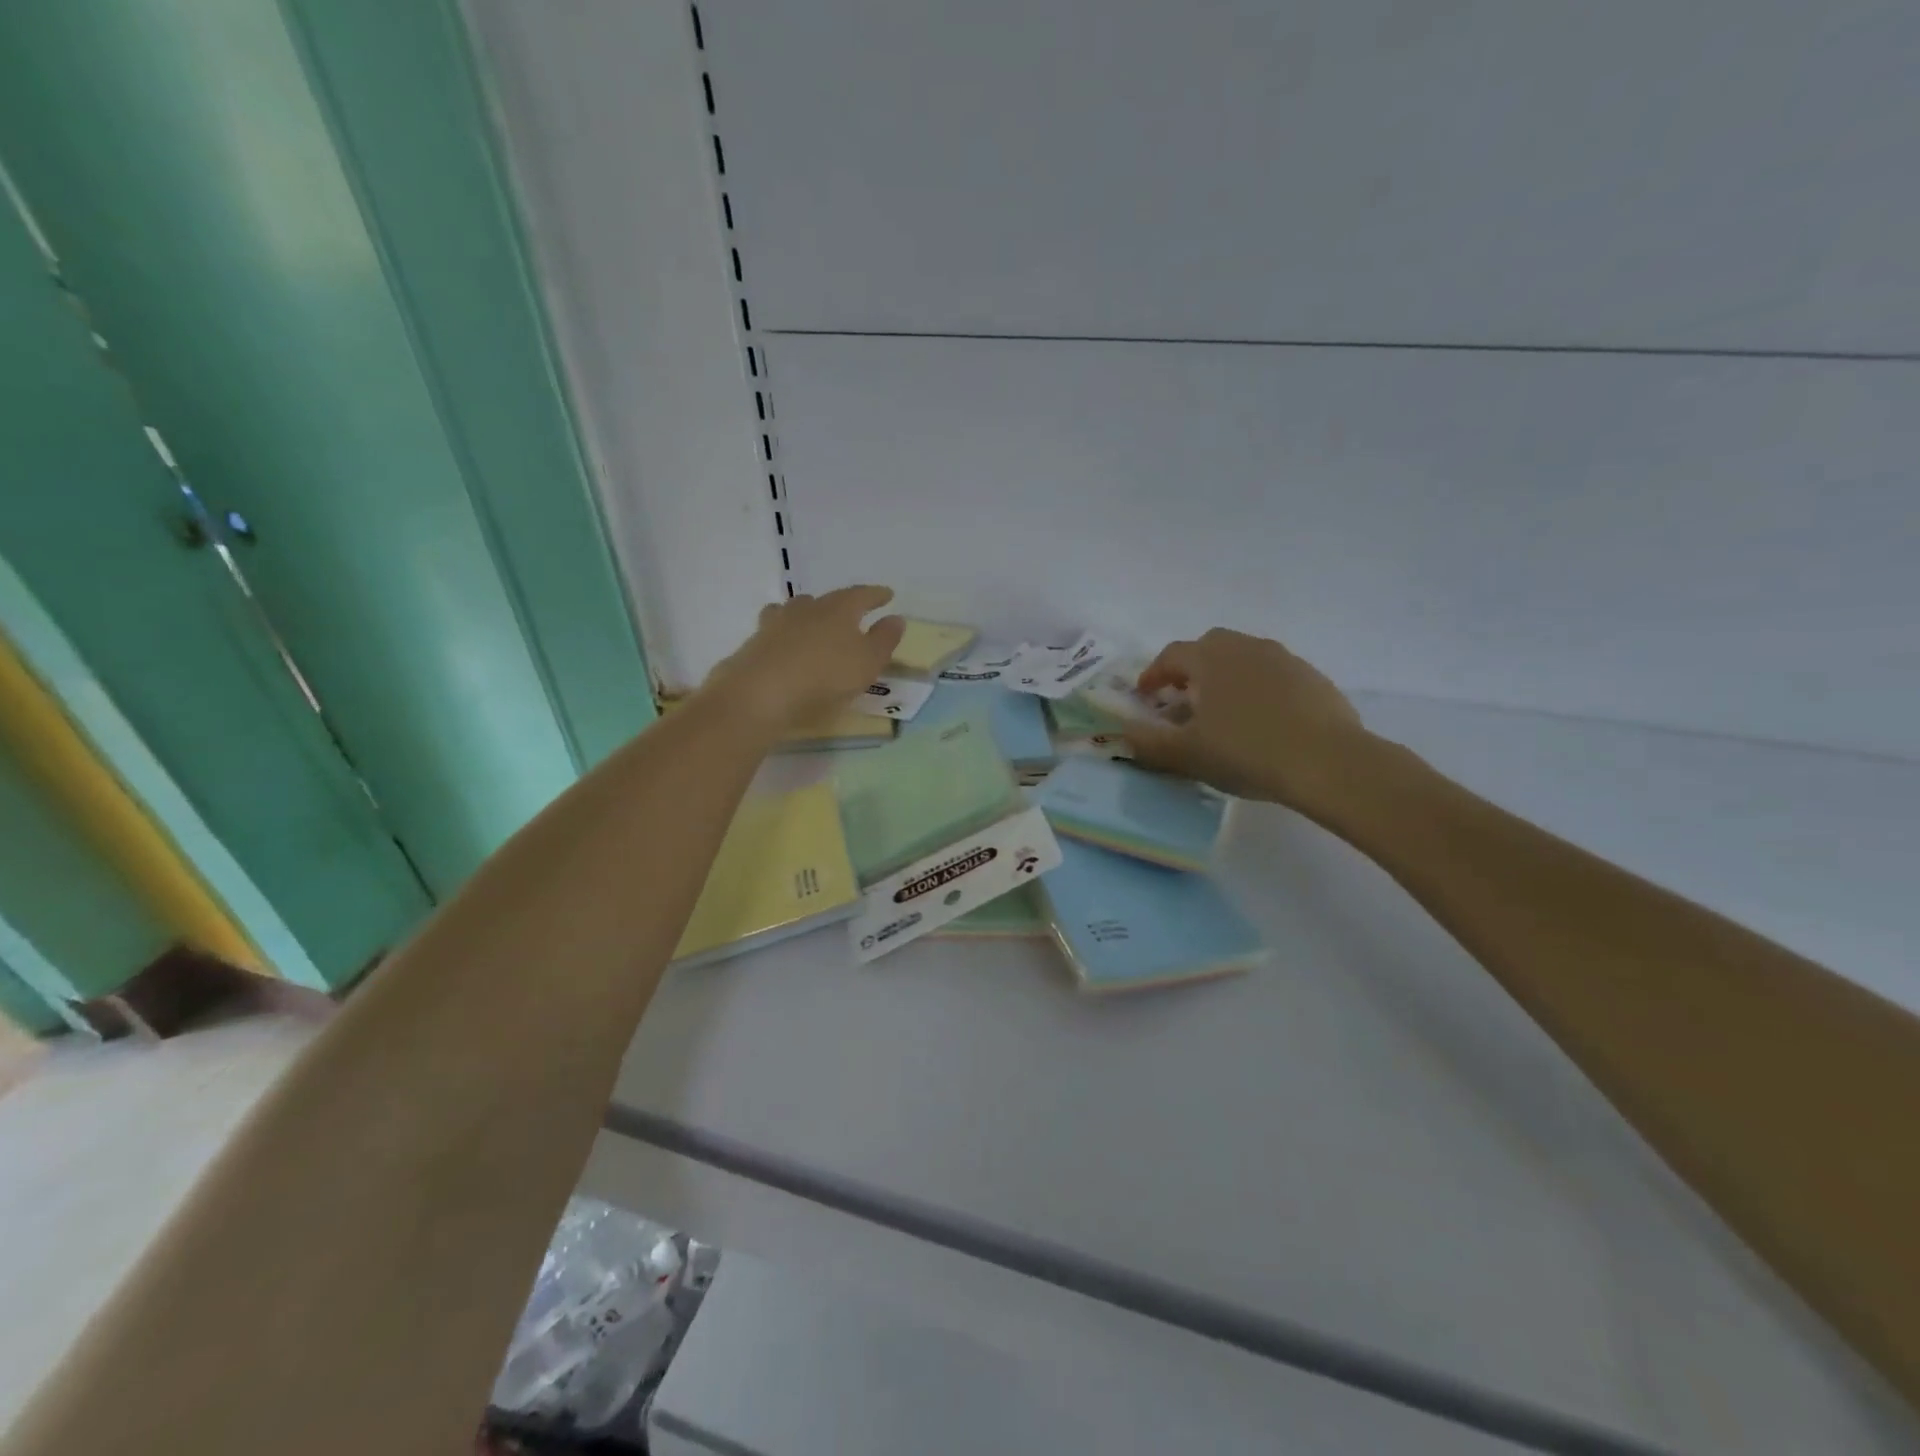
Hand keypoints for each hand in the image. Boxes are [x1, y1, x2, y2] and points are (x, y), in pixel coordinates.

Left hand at [702, 586, 905, 733]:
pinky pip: (776, 632)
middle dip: (840, 606)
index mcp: (838, 609)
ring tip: (815, 628)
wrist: (760, 694)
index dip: (876, 595)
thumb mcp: (867, 663)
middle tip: (851, 614)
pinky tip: (787, 648)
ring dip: (808, 616)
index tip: (887, 595)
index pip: (861, 595)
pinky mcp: (755, 643)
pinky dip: (786, 637)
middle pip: (826, 600)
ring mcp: (776, 623)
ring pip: (796, 611)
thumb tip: (896, 618)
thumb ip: (884, 640)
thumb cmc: (824, 677)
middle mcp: (807, 608)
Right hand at [1124, 629, 1372, 808]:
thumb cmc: (1245, 752)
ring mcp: (1283, 659)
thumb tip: (1124, 732)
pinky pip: (1273, 675)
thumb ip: (1149, 742)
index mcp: (1209, 659)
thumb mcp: (1186, 754)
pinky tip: (1263, 721)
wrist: (1327, 761)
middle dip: (1191, 668)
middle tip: (1183, 698)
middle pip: (1209, 647)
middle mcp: (1245, 647)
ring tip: (1223, 711)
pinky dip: (1258, 689)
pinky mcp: (1312, 677)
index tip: (1145, 696)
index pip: (1171, 656)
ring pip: (1244, 658)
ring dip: (1226, 677)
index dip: (1153, 674)